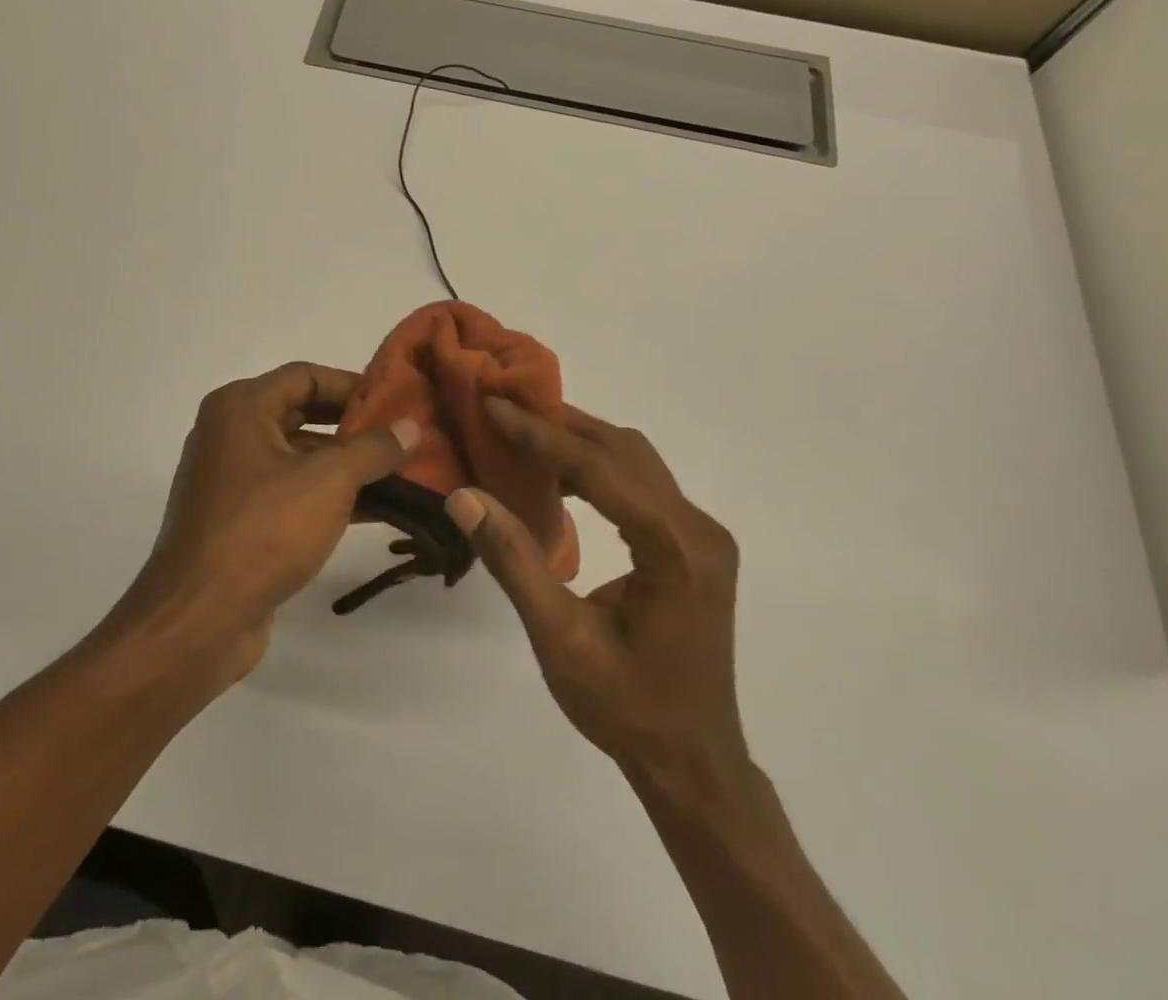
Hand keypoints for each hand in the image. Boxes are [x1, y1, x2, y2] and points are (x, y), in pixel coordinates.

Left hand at [117, 362, 417, 682]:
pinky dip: (327, 495)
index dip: (353, 385)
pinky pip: (290, 492)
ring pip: (298, 457)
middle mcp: (230, 433)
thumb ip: (373, 449)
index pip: (305, 376)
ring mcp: (231, 479)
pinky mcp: (237, 519)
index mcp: (240, 407)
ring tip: (400, 472)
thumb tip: (411, 427)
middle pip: (302, 413)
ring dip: (346, 464)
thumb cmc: (263, 530)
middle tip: (402, 435)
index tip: (396, 400)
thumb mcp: (328, 481)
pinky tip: (375, 509)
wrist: (198, 618)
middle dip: (354, 426)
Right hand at [447, 399, 748, 799]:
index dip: (540, 435)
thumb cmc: (626, 709)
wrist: (693, 762)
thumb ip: (514, 561)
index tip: (493, 405)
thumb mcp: (560, 639)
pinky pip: (644, 483)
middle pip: (623, 450)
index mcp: (674, 549)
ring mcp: (703, 535)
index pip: (599, 469)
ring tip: (523, 433)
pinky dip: (598, 467)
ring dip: (580, 440)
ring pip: (636, 460)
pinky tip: (559, 476)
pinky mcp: (695, 544)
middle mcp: (698, 528)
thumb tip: (464, 495)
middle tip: (503, 409)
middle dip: (560, 425)